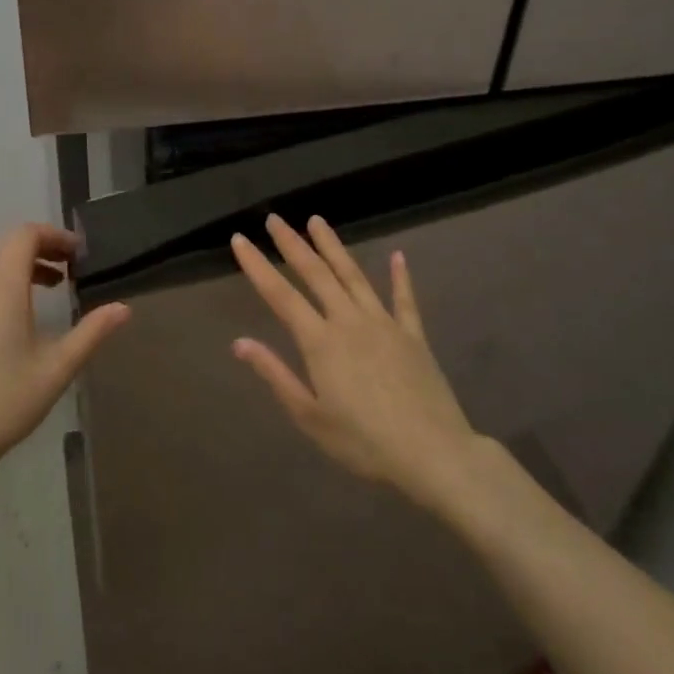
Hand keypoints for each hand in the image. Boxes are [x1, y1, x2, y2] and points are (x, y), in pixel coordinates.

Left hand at [0, 223, 129, 485]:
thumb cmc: (2, 404)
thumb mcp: (56, 370)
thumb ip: (91, 334)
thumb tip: (123, 308)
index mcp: (3, 289)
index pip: (25, 235)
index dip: (55, 235)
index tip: (81, 254)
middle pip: (8, 244)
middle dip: (43, 245)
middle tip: (73, 266)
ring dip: (25, 262)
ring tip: (55, 285)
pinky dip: (8, 280)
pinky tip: (24, 314)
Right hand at [231, 214, 485, 513]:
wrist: (434, 454)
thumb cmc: (364, 442)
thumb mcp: (310, 417)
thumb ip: (276, 375)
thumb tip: (239, 342)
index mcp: (321, 342)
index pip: (281, 296)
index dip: (257, 266)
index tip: (240, 239)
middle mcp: (349, 321)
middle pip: (316, 274)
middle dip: (293, 244)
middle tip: (275, 219)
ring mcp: (384, 324)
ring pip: (354, 275)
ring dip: (333, 247)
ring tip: (317, 221)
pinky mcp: (413, 336)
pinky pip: (404, 299)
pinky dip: (401, 276)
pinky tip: (399, 256)